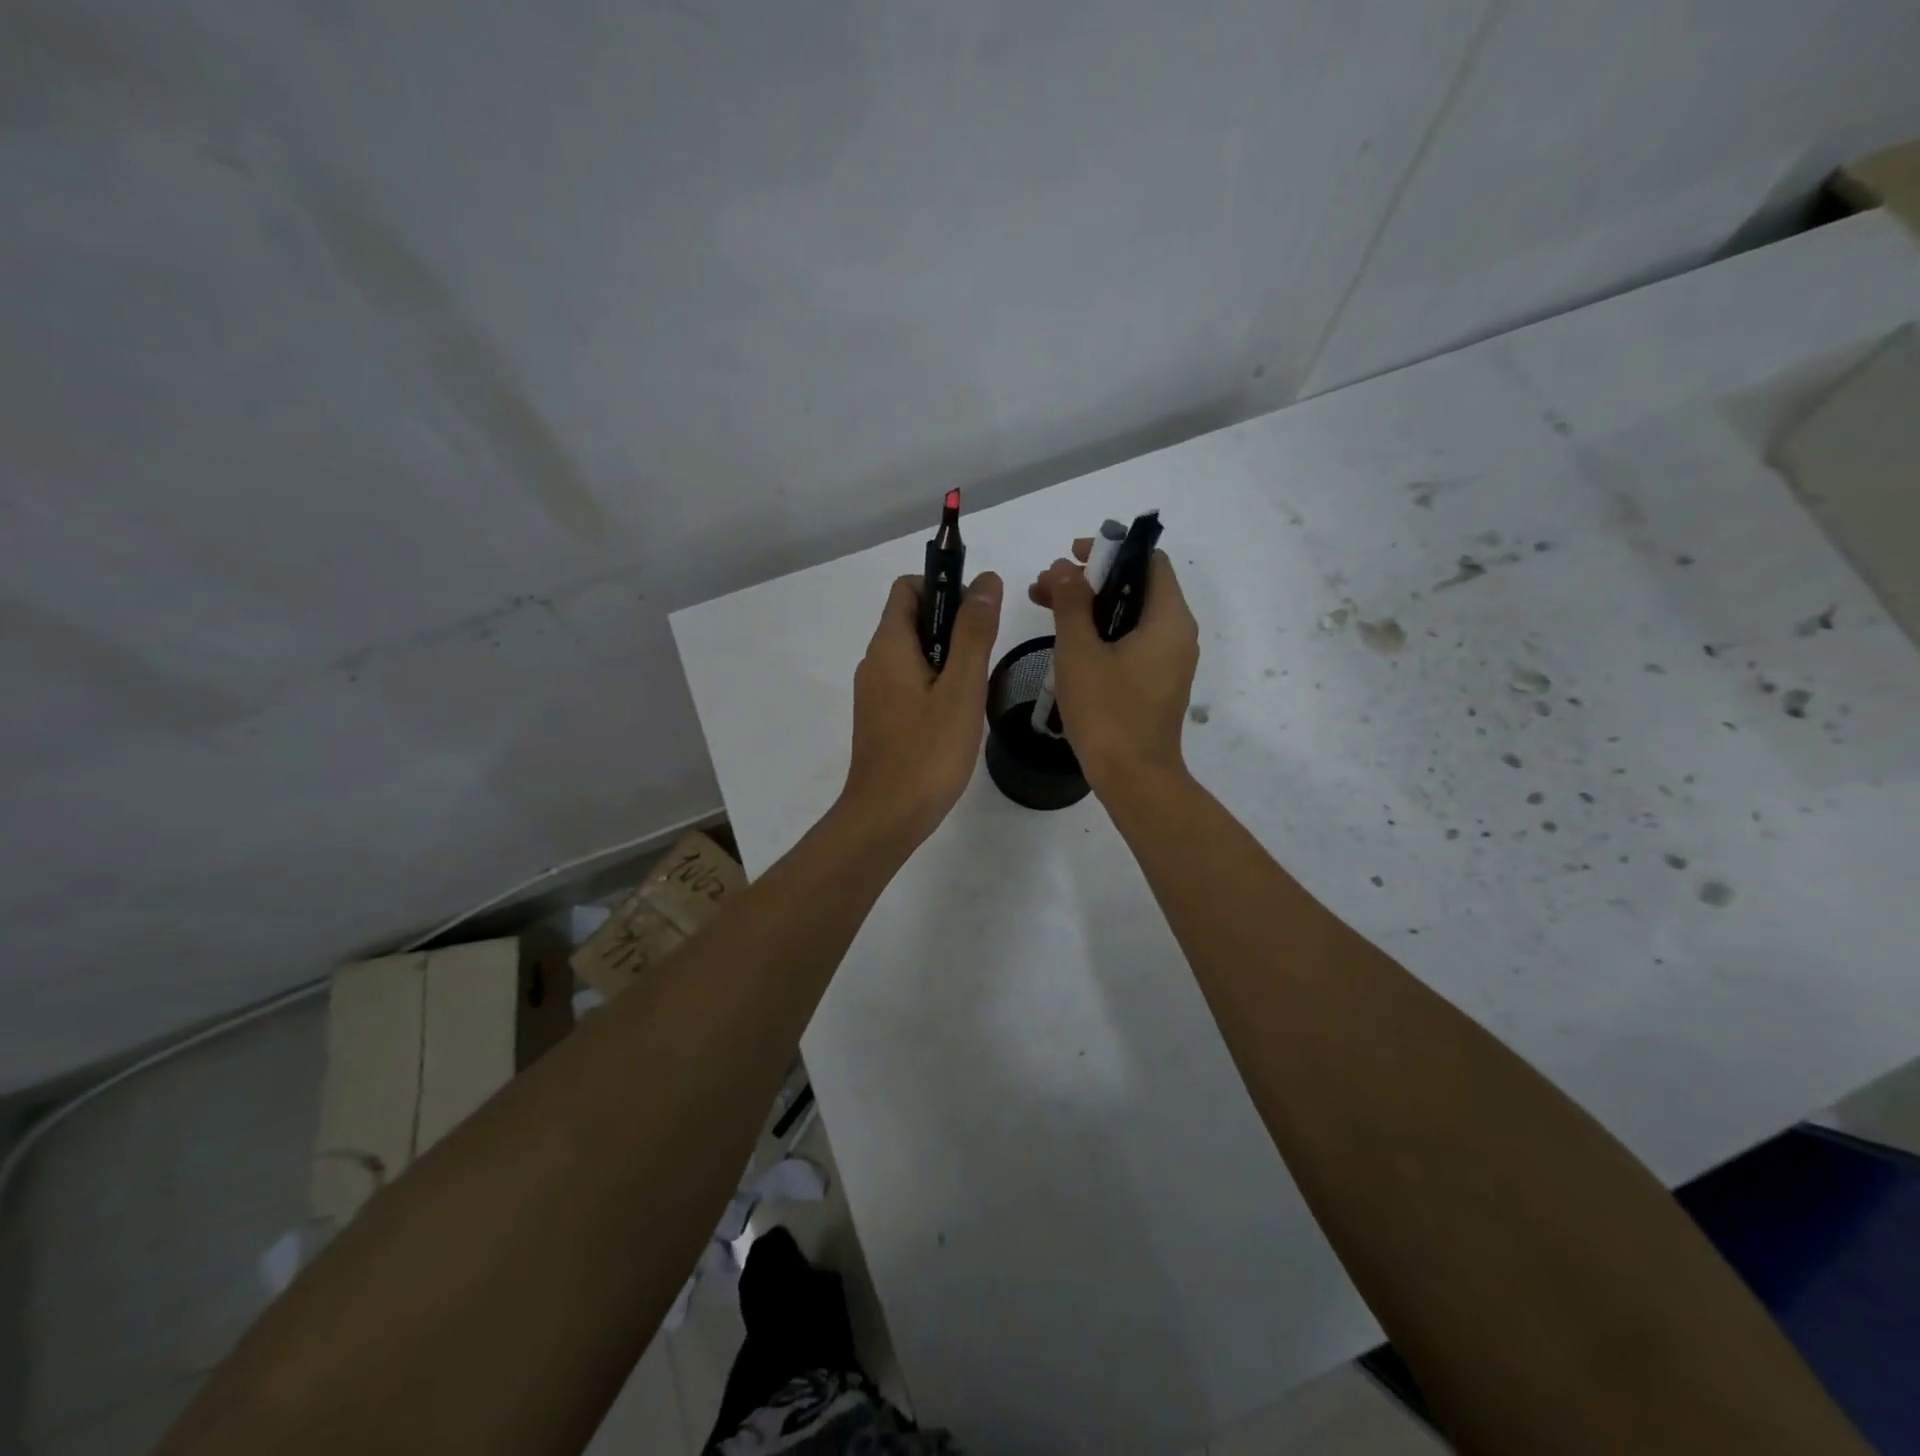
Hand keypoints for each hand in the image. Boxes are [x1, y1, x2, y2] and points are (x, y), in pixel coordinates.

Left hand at [840, 571, 1003, 846]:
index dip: (944, 586)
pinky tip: (958, 714)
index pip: (908, 587)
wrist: (887, 816)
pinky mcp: (881, 718)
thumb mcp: (962, 688)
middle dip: (952, 624)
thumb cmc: (928, 751)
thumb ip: (974, 632)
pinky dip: (935, 683)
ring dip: (948, 657)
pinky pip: (909, 683)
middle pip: (912, 619)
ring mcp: (875, 693)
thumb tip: (985, 581)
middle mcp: (875, 662)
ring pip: (914, 654)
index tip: (977, 613)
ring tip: (975, 688)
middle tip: (985, 655)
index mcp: (889, 645)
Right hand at [1029, 542, 1197, 791]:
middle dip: (1090, 580)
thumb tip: (1064, 568)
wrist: (1134, 778)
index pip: (1149, 560)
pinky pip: (1131, 643)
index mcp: (1169, 619)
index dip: (1110, 551)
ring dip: (1090, 607)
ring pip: (1130, 617)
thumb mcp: (1079, 652)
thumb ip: (1071, 603)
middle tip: (1045, 585)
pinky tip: (1066, 641)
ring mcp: (1168, 662)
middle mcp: (1177, 634)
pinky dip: (1101, 633)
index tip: (1070, 556)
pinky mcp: (1156, 684)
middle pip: (1137, 587)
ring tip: (1044, 607)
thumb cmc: (1107, 712)